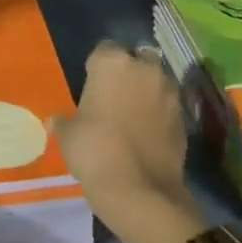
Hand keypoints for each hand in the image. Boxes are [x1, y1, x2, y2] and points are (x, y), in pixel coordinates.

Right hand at [52, 42, 207, 242]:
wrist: (140, 192)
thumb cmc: (95, 151)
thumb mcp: (68, 135)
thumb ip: (64, 121)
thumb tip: (57, 120)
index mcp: (112, 63)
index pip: (103, 50)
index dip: (97, 68)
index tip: (91, 87)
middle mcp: (144, 68)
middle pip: (136, 59)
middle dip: (128, 73)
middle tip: (114, 97)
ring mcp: (168, 91)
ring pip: (156, 81)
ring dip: (147, 91)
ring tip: (133, 115)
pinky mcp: (184, 116)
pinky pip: (168, 105)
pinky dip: (160, 113)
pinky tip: (148, 133)